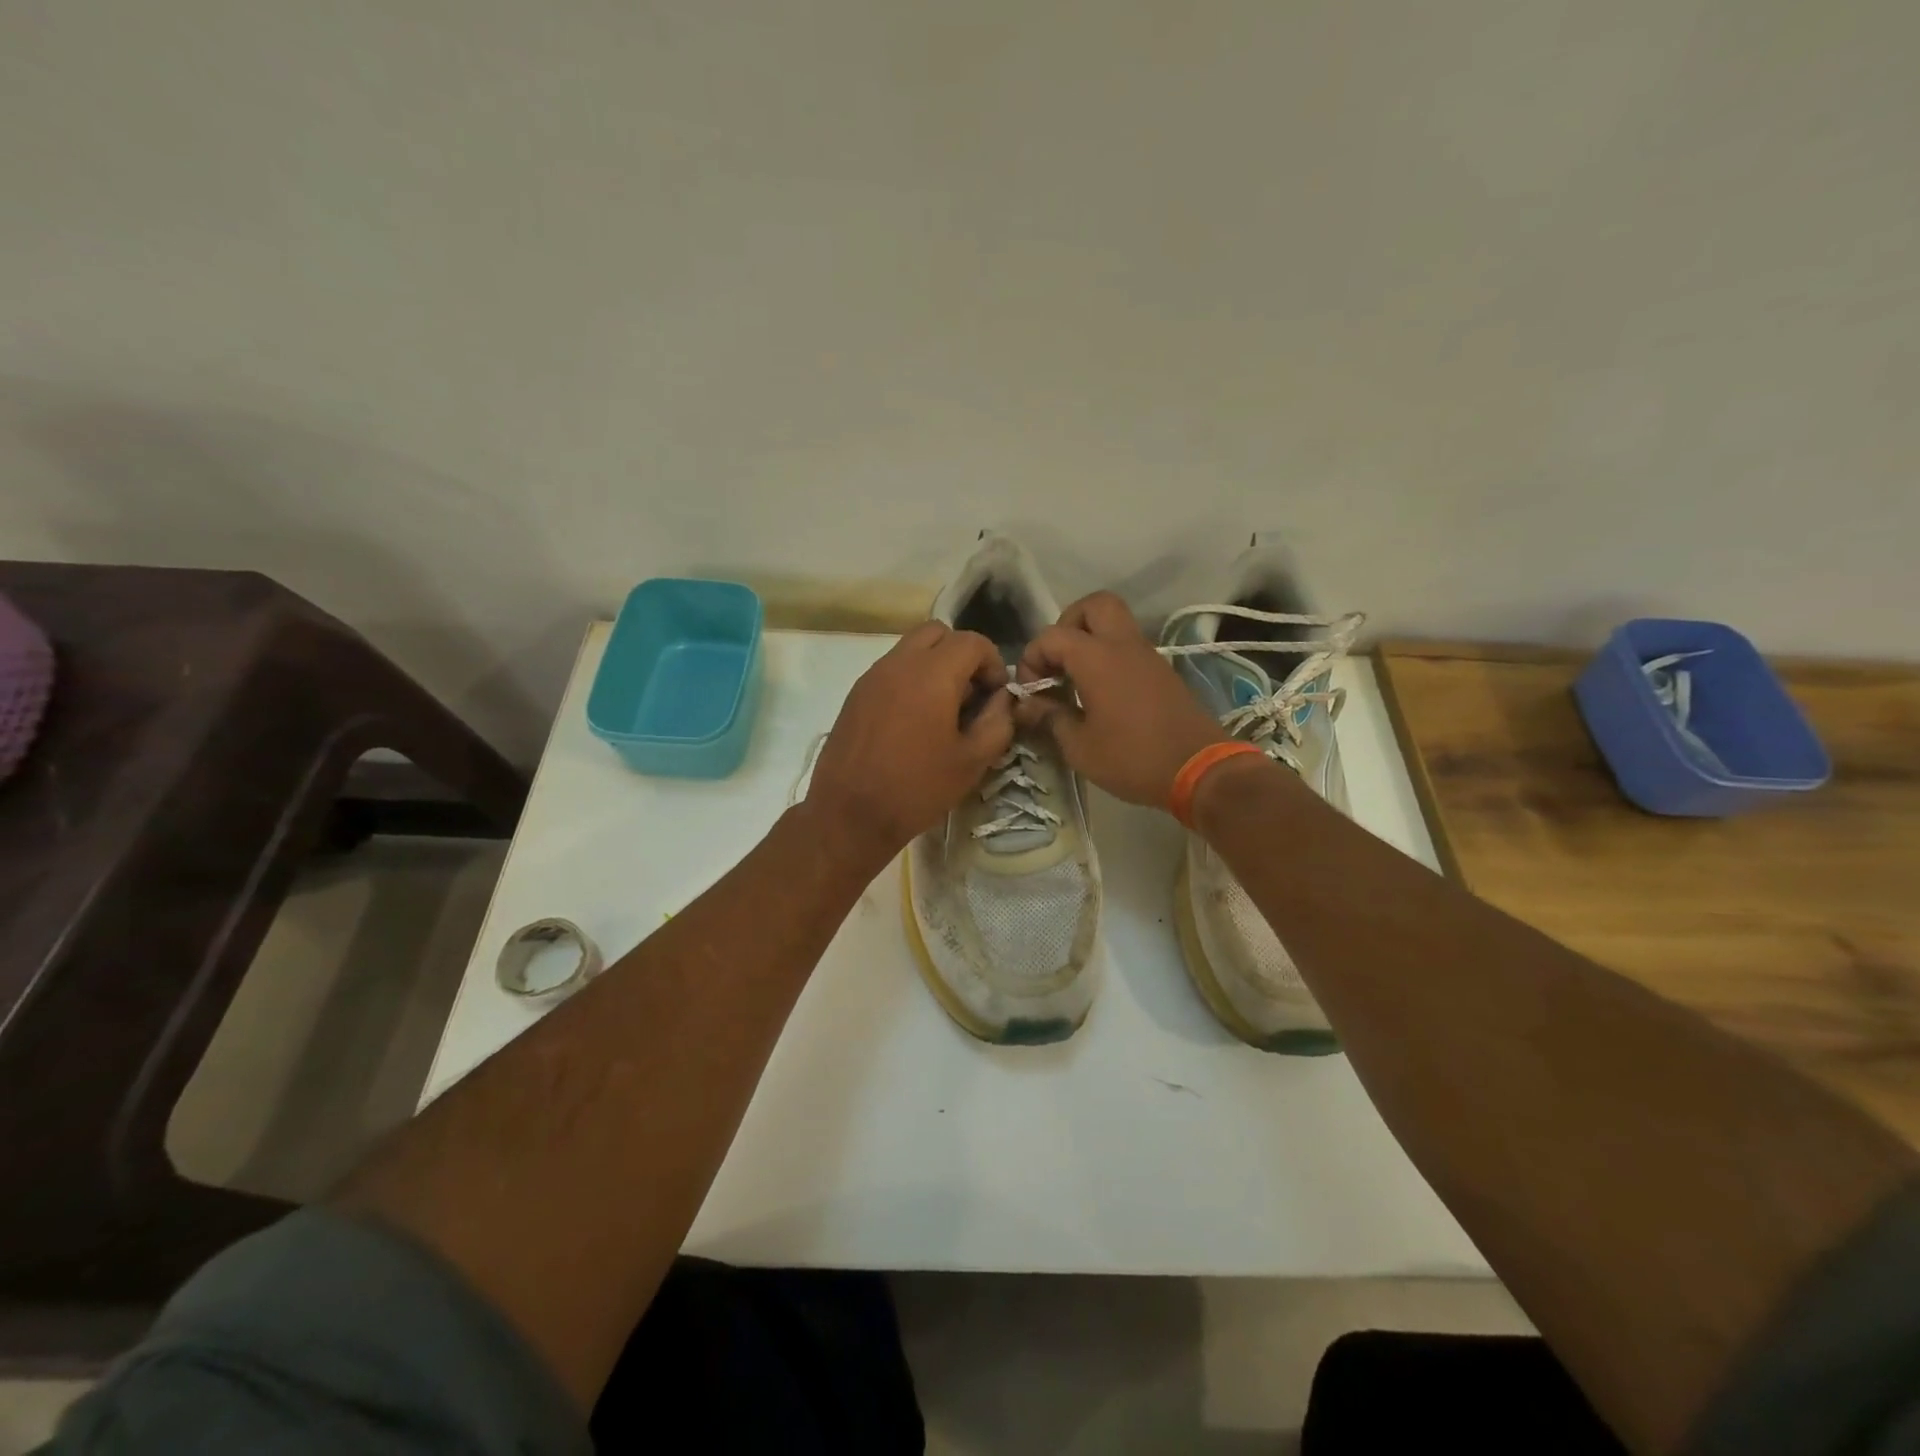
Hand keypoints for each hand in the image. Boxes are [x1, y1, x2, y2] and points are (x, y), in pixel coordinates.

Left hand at [806, 621, 1013, 861]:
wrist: (849, 814)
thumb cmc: (917, 788)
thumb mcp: (972, 761)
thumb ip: (997, 721)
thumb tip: (1003, 699)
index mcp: (932, 674)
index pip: (972, 641)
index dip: (993, 662)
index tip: (996, 695)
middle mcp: (900, 663)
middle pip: (938, 632)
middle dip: (962, 654)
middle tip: (970, 693)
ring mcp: (872, 676)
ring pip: (911, 648)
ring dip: (935, 664)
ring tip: (943, 708)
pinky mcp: (856, 694)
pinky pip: (891, 669)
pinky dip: (911, 679)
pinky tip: (914, 721)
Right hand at [1014, 591, 1227, 807]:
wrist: (1200, 770)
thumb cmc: (1132, 758)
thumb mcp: (1079, 747)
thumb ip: (1050, 717)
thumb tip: (1028, 705)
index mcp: (1097, 657)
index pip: (1051, 636)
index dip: (1032, 658)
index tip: (1031, 691)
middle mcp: (1123, 645)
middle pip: (1094, 605)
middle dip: (1068, 624)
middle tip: (1058, 661)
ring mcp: (1147, 656)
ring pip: (1115, 624)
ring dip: (1090, 641)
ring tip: (1075, 680)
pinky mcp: (1162, 672)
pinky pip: (1129, 647)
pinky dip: (1109, 657)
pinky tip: (1099, 694)